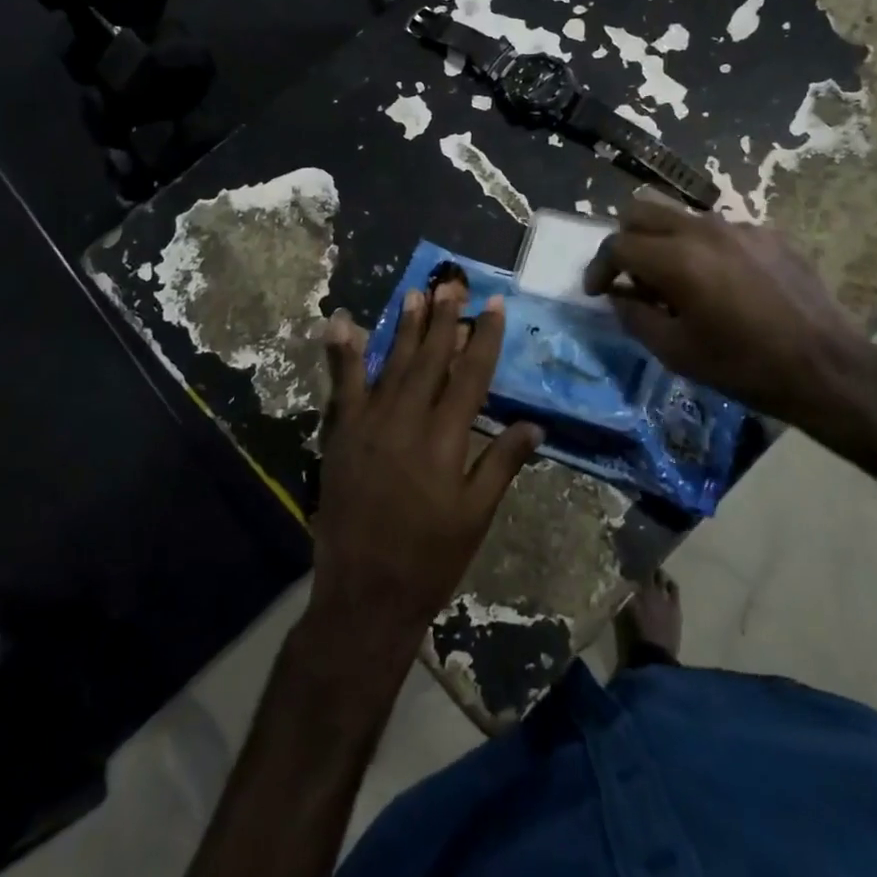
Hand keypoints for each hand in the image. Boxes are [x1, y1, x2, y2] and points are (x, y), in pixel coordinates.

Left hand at [309, 283, 541, 665]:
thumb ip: (502, 463)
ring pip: (392, 363)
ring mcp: (369, 424)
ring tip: (417, 293)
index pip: (471, 376)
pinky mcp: (341, 434)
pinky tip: (343, 323)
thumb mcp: (477, 516)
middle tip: (453, 284)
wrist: (365, 593)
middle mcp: (407, 422)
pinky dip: (343, 353)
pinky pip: (343, 385)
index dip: (484, 338)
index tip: (493, 306)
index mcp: (446, 441)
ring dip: (406, 327)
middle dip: (444, 319)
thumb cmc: (430, 558)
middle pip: (431, 359)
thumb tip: (534, 425)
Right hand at [582, 200, 871, 442]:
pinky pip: (719, 231)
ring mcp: (740, 227)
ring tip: (677, 283)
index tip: (596, 290)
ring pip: (681, 217)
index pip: (617, 244)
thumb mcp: (676, 352)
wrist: (826, 367)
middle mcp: (704, 229)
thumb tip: (618, 295)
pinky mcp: (769, 234)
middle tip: (631, 277)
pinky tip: (721, 285)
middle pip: (642, 210)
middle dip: (625, 240)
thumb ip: (635, 316)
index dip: (598, 266)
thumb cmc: (744, 366)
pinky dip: (703, 250)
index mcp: (677, 258)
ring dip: (664, 242)